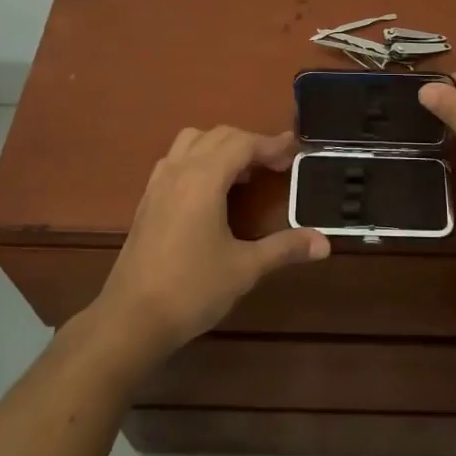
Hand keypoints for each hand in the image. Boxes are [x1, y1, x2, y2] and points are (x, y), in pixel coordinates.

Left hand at [91, 127, 329, 366]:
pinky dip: (198, 160)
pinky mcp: (147, 201)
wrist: (130, 320)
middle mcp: (179, 171)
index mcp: (204, 179)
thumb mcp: (245, 268)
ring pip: (191, 142)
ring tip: (243, 173)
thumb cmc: (191, 289)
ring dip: (220, 146)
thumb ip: (285, 248)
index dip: (271, 144)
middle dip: (250, 143)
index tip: (295, 150)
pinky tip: (210, 191)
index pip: (242, 143)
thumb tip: (325, 243)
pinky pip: (175, 161)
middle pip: (218, 136)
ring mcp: (158, 184)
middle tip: (276, 164)